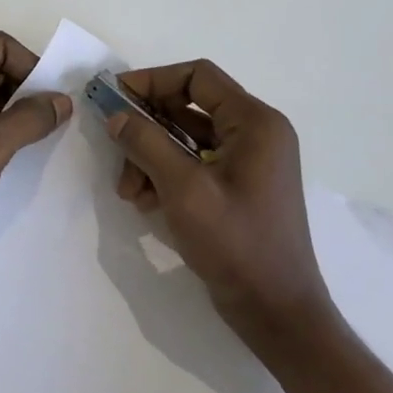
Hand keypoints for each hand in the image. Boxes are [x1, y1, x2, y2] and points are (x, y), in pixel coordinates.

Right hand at [106, 60, 333, 351]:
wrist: (278, 314)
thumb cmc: (237, 245)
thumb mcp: (184, 189)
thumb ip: (146, 143)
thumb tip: (115, 114)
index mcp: (255, 122)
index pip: (197, 77)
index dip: (152, 80)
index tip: (115, 96)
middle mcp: (255, 133)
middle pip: (188, 107)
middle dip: (147, 127)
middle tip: (114, 144)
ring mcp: (248, 161)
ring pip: (185, 138)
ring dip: (150, 156)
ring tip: (128, 190)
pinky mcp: (237, 187)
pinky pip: (194, 164)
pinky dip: (165, 175)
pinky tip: (144, 202)